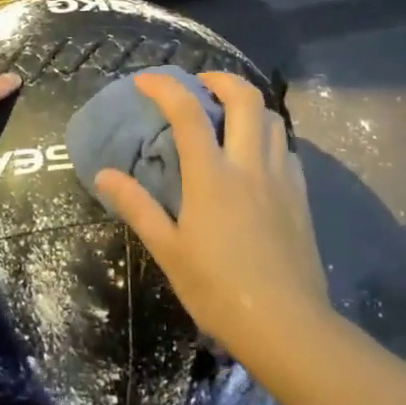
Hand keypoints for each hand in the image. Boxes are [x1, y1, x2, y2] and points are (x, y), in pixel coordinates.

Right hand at [93, 70, 327, 353]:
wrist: (288, 326)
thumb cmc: (219, 290)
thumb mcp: (168, 251)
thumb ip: (137, 207)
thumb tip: (104, 175)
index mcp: (212, 177)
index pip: (188, 113)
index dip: (166, 87)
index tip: (146, 80)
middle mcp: (250, 166)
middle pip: (245, 98)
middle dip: (220, 79)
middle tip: (200, 84)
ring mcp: (281, 178)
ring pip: (273, 118)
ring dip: (248, 105)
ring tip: (227, 115)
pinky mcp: (301, 196)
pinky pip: (286, 148)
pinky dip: (267, 135)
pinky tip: (254, 156)